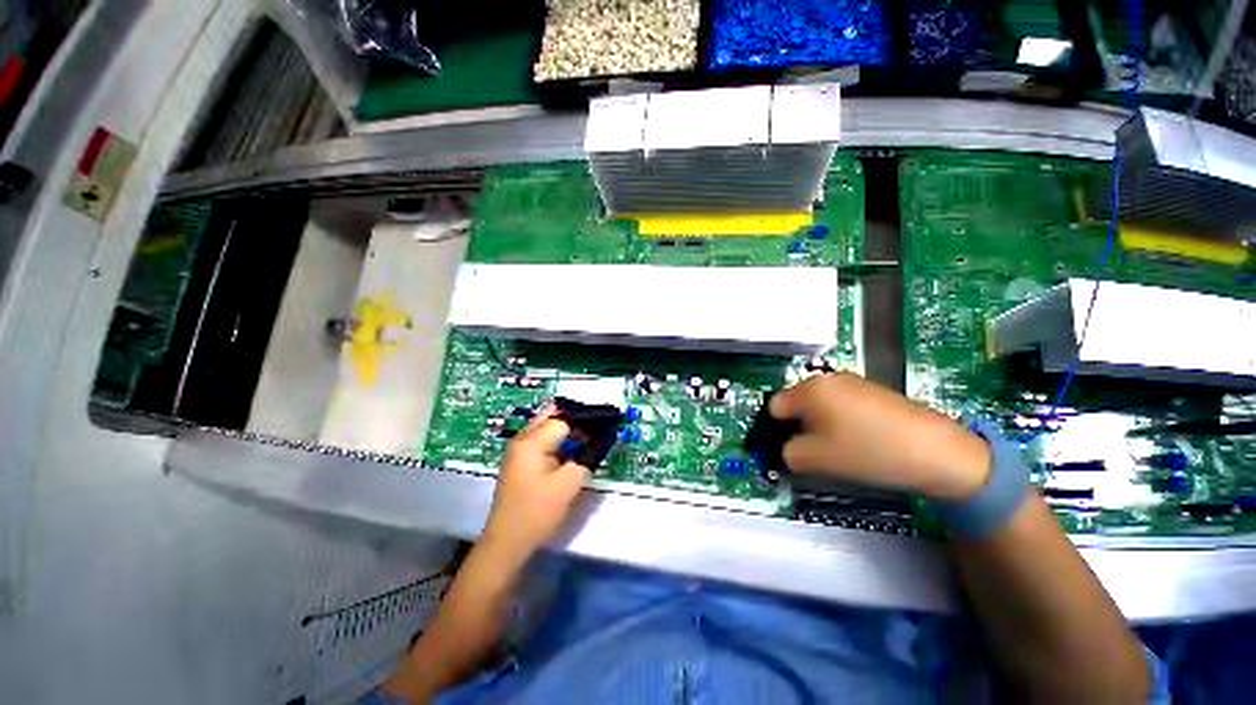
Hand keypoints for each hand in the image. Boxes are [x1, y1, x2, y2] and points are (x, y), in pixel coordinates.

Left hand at [482, 406, 589, 560]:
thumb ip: (587, 456)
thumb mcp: (568, 484)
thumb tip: (601, 437)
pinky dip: (561, 441)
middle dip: (577, 418)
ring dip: (570, 429)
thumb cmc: (537, 512)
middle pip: (552, 415)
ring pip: (549, 427)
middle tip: (599, 426)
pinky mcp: (522, 461)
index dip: (586, 419)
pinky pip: (545, 441)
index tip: (606, 423)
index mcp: (531, 441)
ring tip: (592, 436)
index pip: (563, 417)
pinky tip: (575, 450)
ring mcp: (520, 450)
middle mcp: (523, 439)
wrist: (507, 543)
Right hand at [769, 373, 991, 500]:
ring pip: (819, 405)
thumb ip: (787, 453)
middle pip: (796, 403)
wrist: (937, 453)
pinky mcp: (873, 391)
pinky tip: (859, 441)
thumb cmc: (868, 452)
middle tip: (813, 450)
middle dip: (798, 427)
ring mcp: (853, 382)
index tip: (786, 449)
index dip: (775, 429)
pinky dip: (840, 422)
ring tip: (839, 448)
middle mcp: (828, 379)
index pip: (774, 407)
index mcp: (810, 389)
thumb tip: (785, 449)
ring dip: (819, 425)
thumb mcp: (816, 459)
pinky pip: (841, 405)